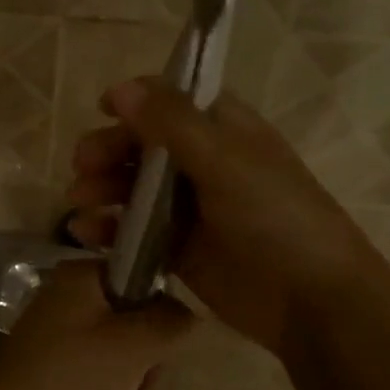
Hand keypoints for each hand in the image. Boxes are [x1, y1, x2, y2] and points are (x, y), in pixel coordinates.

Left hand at [0, 262, 193, 389]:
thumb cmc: (76, 374)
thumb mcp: (136, 342)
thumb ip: (172, 320)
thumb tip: (190, 311)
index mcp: (78, 281)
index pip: (133, 275)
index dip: (155, 303)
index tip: (166, 329)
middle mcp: (68, 308)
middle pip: (132, 325)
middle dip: (144, 361)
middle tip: (140, 376)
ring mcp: (61, 351)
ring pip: (122, 365)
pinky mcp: (60, 388)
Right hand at [66, 78, 389, 355]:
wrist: (311, 300)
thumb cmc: (275, 217)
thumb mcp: (225, 161)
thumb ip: (173, 124)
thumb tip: (121, 88)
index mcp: (224, 130)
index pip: (172, 100)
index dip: (137, 101)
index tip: (102, 109)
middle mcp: (204, 163)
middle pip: (144, 144)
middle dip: (109, 150)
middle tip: (82, 166)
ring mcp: (190, 208)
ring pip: (134, 188)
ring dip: (103, 188)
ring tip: (78, 202)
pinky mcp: (179, 249)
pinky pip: (134, 231)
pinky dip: (109, 229)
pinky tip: (85, 233)